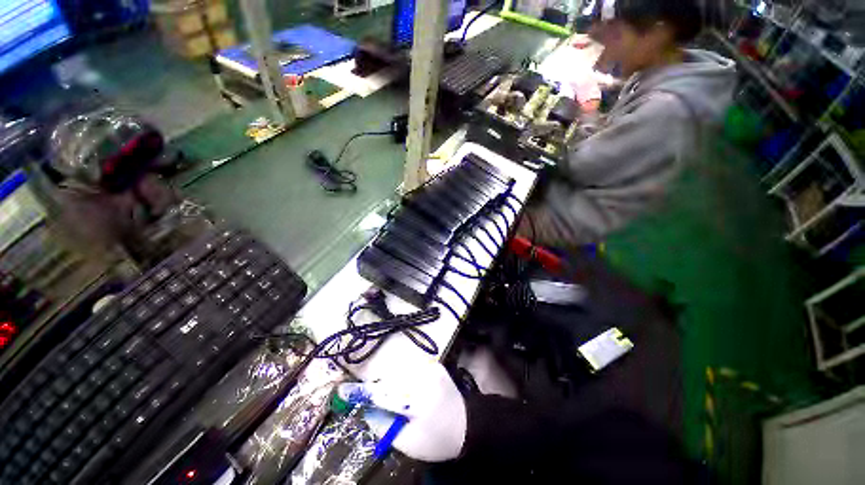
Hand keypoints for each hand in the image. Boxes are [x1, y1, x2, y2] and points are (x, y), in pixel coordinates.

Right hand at [358, 359, 466, 461]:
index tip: (343, 391)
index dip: (363, 393)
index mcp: (419, 398)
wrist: (468, 424)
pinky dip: (402, 376)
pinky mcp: (434, 364)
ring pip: (399, 370)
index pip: (385, 393)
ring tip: (390, 397)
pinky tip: (404, 388)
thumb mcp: (408, 443)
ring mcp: (431, 366)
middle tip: (370, 399)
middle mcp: (425, 376)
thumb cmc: (438, 439)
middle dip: (377, 387)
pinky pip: (410, 367)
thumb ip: (384, 425)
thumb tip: (365, 409)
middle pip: (390, 377)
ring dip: (389, 381)